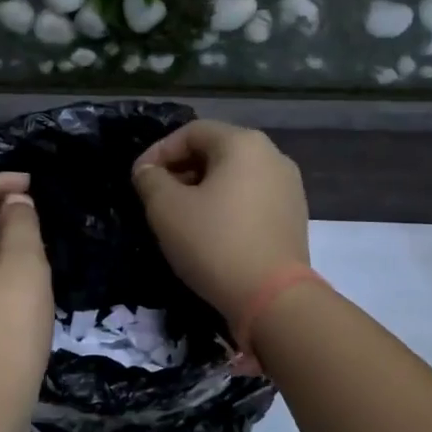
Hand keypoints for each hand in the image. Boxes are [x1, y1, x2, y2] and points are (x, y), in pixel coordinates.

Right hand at [131, 122, 309, 326]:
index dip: (159, 151)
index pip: (191, 132)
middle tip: (156, 196)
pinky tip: (210, 232)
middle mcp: (272, 156)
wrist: (274, 299)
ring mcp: (288, 187)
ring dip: (202, 188)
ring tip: (180, 216)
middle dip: (181, 169)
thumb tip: (149, 171)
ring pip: (234, 176)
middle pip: (216, 150)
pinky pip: (251, 198)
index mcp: (243, 143)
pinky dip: (226, 205)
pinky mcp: (293, 216)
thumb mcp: (166, 209)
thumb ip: (150, 180)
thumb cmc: (215, 243)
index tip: (138, 178)